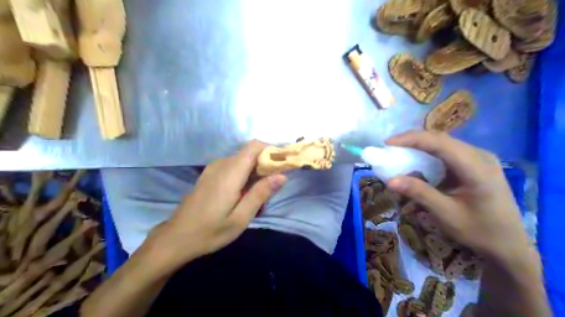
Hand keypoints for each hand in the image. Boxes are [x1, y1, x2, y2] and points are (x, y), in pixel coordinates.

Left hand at [149, 143, 286, 268]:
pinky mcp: (210, 174)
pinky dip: (245, 173)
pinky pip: (233, 166)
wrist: (176, 238)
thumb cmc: (210, 231)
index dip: (272, 150)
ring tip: (261, 193)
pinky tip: (245, 193)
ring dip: (256, 169)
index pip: (254, 146)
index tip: (284, 164)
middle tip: (275, 185)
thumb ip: (261, 194)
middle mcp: (221, 164)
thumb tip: (282, 175)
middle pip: (250, 152)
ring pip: (243, 159)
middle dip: (267, 162)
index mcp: (230, 172)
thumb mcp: (240, 218)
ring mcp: (213, 168)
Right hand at [386, 130, 532, 264]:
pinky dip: (428, 155)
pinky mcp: (475, 164)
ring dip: (419, 147)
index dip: (412, 139)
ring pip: (443, 143)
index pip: (440, 143)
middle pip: (441, 139)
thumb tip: (390, 180)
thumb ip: (419, 193)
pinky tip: (418, 164)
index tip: (388, 143)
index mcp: (477, 168)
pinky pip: (447, 152)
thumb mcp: (446, 214)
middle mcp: (480, 156)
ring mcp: (479, 158)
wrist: (509, 245)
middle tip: (390, 148)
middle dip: (412, 141)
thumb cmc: (479, 231)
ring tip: (399, 154)